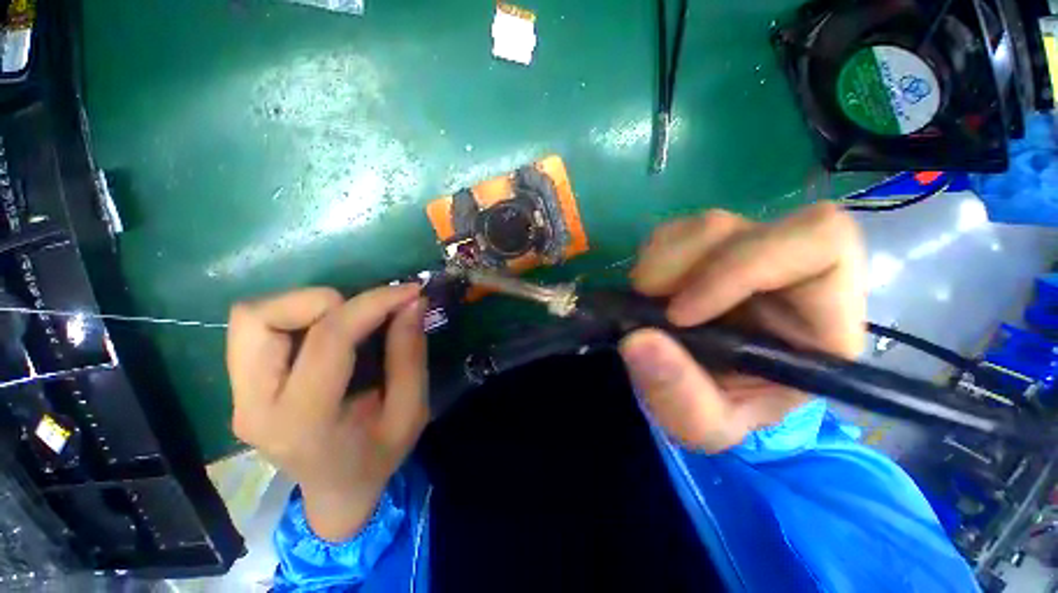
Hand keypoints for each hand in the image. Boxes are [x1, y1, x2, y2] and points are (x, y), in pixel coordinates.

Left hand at [226, 285, 427, 540]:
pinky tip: (330, 331)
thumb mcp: (411, 410)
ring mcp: (239, 396)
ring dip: (307, 305)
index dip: (373, 303)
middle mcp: (255, 405)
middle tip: (367, 313)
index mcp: (304, 421)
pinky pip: (257, 328)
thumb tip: (411, 303)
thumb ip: (410, 354)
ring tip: (349, 320)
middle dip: (325, 301)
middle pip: (261, 318)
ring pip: (252, 317)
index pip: (329, 339)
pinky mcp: (242, 386)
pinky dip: (296, 316)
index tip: (408, 291)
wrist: (336, 491)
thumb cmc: (379, 456)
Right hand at [619, 203, 865, 451]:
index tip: (681, 313)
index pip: (821, 244)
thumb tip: (638, 340)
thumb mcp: (702, 425)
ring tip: (645, 298)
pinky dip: (652, 256)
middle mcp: (789, 276)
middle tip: (650, 299)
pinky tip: (647, 286)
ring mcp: (742, 257)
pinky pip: (676, 231)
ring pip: (709, 224)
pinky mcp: (705, 252)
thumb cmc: (720, 412)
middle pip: (752, 226)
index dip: (744, 266)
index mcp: (821, 321)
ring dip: (663, 260)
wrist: (698, 393)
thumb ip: (679, 394)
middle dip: (689, 263)